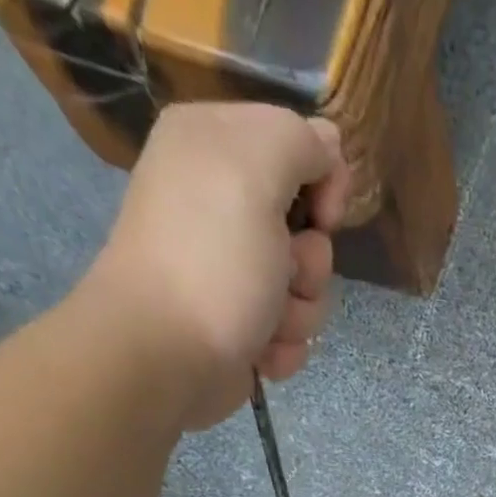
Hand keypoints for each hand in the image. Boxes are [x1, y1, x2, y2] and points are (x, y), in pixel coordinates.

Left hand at [80, 103, 350, 428]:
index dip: (324, 184)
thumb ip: (300, 141)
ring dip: (299, 313)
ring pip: (307, 290)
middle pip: (311, 231)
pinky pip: (292, 332)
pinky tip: (260, 351)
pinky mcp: (242, 324)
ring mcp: (234, 271)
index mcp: (218, 147)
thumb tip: (329, 147)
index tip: (322, 217)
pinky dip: (284, 346)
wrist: (166, 355)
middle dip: (310, 264)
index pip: (302, 148)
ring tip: (266, 323)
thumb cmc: (212, 261)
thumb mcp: (256, 169)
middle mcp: (223, 203)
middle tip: (283, 274)